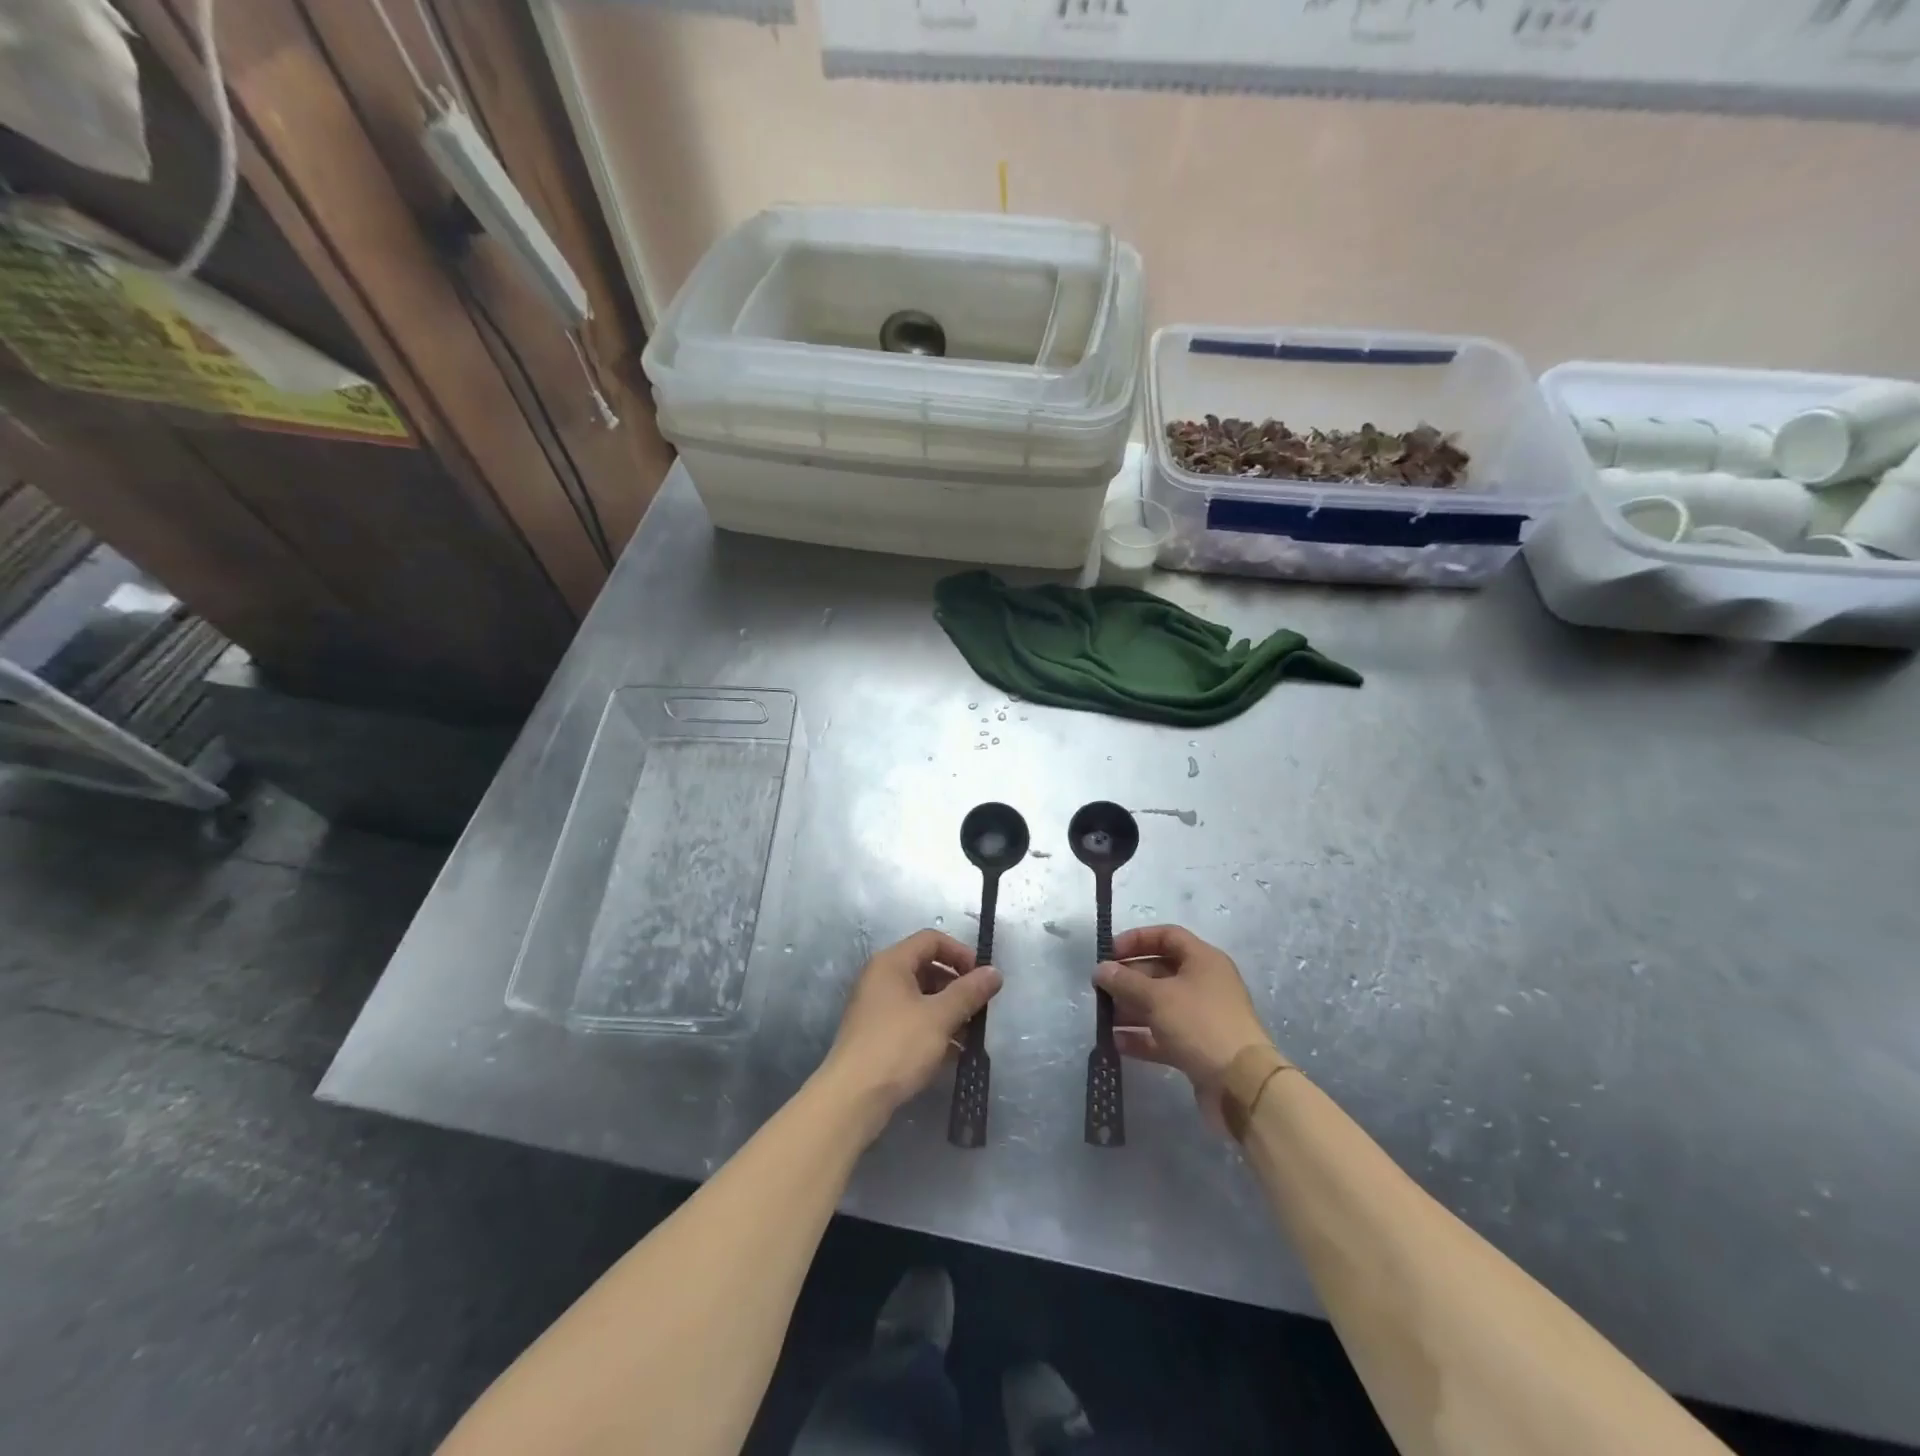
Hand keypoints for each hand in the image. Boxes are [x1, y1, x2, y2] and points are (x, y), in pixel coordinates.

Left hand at [822, 929, 1002, 1129]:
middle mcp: (881, 978)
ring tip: (971, 1034)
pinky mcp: (877, 1034)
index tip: (982, 977)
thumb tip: (995, 972)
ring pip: (920, 997)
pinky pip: (911, 1020)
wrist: (853, 1097)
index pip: (931, 940)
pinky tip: (953, 1052)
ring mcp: (876, 1007)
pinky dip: (933, 1028)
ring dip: (948, 1010)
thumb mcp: (939, 1017)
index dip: (960, 953)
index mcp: (892, 963)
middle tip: (980, 1007)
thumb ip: (969, 992)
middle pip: (926, 967)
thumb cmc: (898, 1046)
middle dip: (957, 985)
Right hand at [1095, 925, 1275, 1126]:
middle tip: (1101, 989)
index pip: (1167, 936)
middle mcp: (1205, 984)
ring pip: (1160, 1005)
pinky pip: (1164, 1035)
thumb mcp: (1157, 997)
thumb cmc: (1199, 1024)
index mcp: (1203, 960)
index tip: (1110, 953)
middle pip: (1160, 971)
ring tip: (1103, 1017)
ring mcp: (1202, 1017)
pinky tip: (1117, 1042)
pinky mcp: (1198, 1048)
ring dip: (1131, 1009)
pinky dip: (1142, 1036)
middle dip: (1129, 979)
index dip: (1137, 939)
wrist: (1241, 1085)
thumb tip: (1100, 969)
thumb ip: (1125, 981)